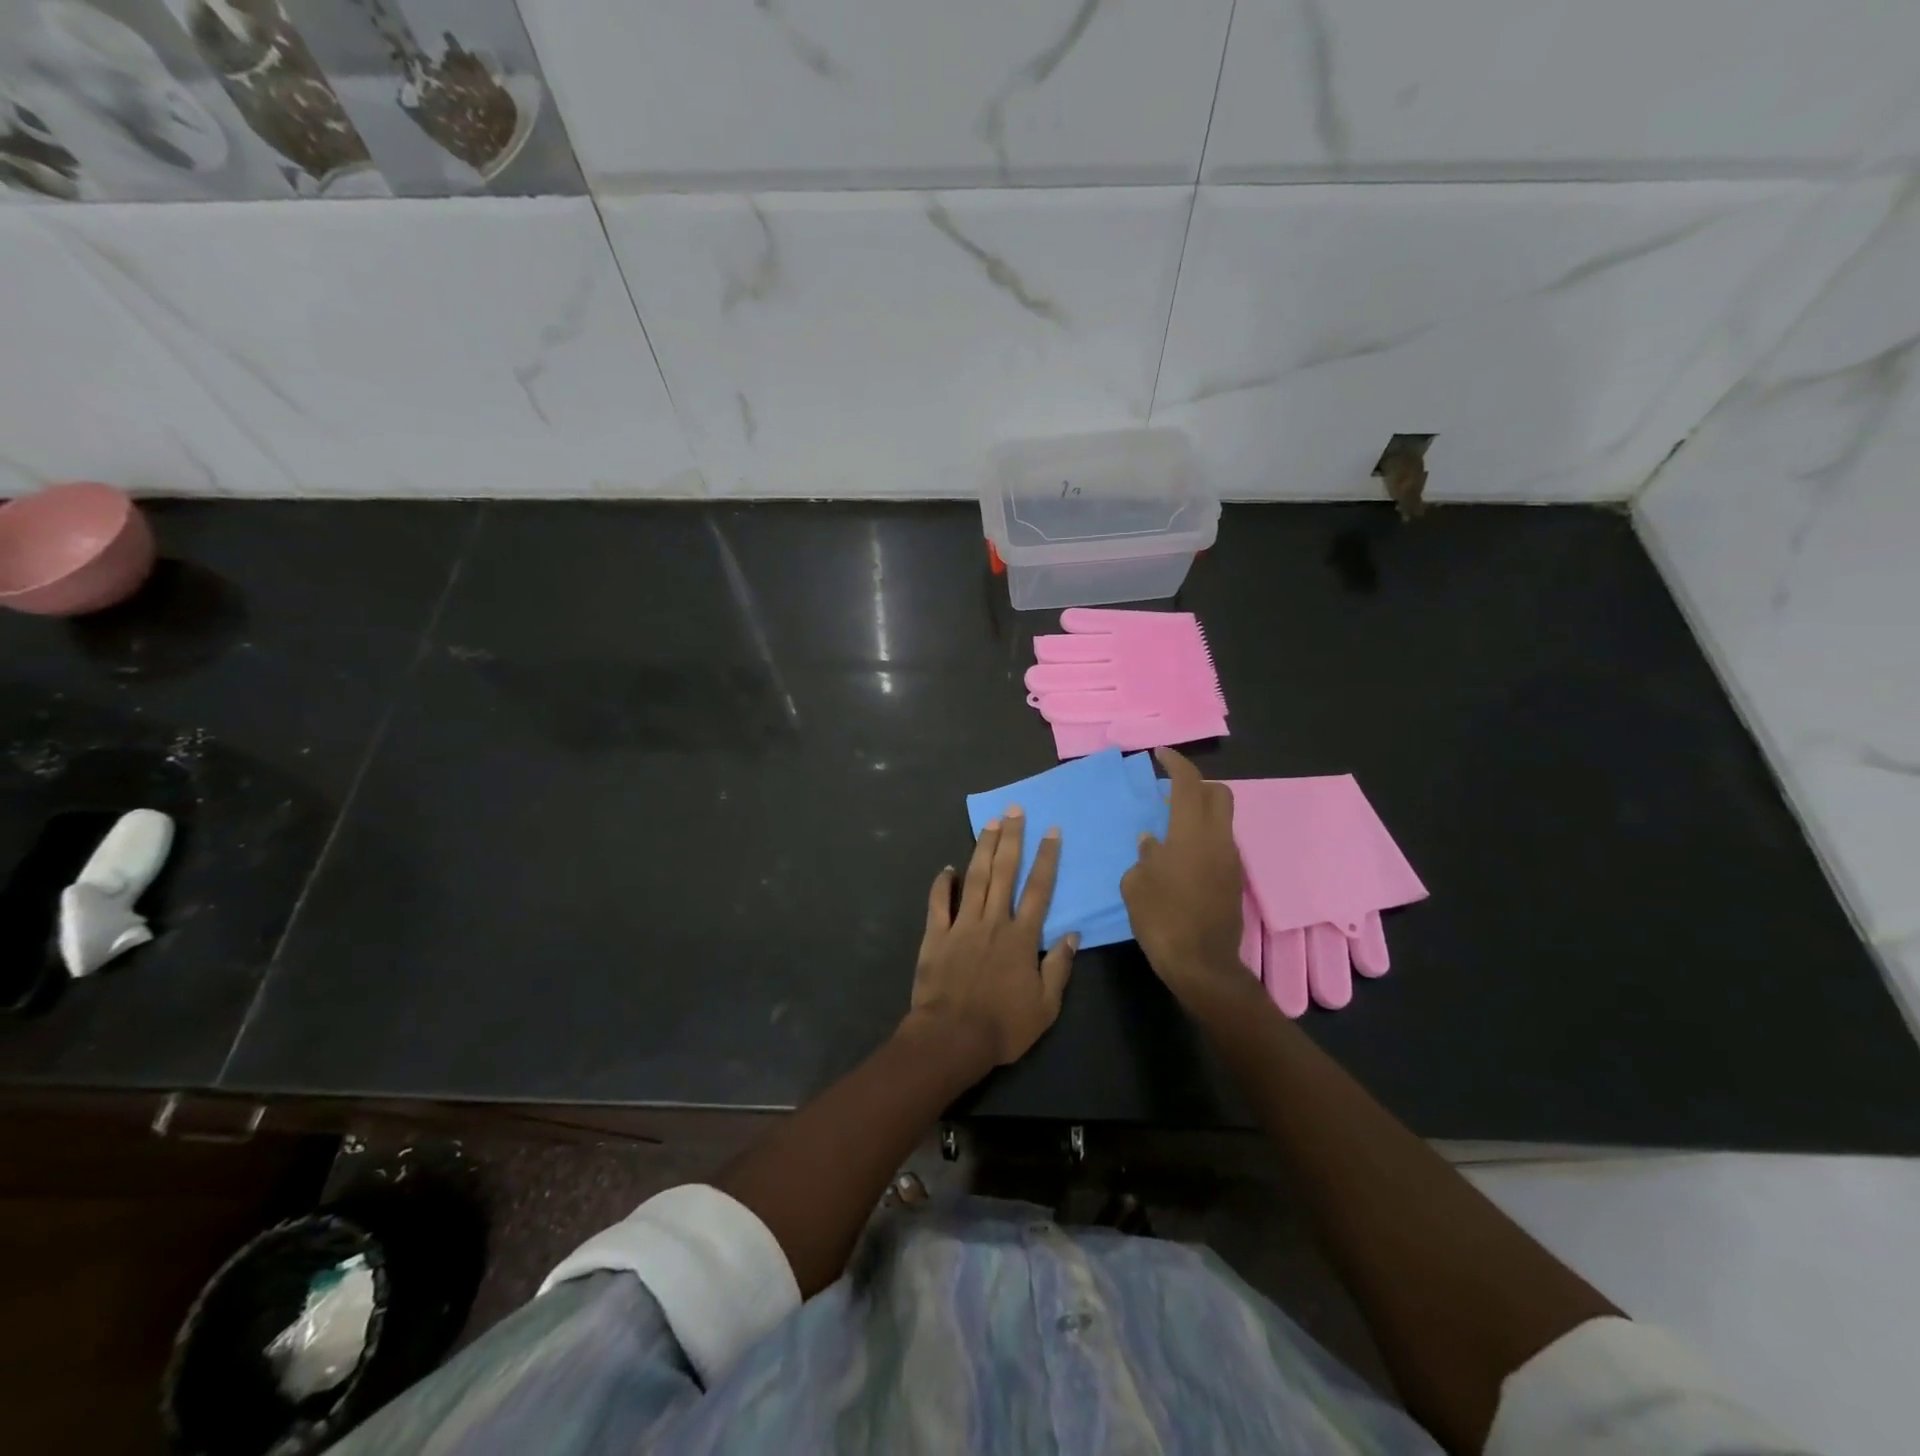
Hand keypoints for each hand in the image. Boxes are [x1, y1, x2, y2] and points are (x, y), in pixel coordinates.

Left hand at [908, 809, 1077, 1067]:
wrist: (952, 1038)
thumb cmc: (1003, 1026)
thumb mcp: (1046, 1006)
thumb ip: (1059, 967)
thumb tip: (1073, 935)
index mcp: (1022, 937)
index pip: (1039, 889)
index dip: (1046, 858)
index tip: (1051, 831)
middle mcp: (993, 921)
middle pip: (1004, 872)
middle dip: (1011, 838)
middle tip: (1014, 810)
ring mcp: (962, 925)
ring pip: (975, 878)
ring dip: (983, 848)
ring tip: (990, 823)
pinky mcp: (936, 934)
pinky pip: (939, 902)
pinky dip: (943, 883)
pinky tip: (947, 868)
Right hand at [1121, 748, 1248, 1003]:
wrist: (1202, 964)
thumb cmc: (1161, 919)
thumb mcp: (1136, 884)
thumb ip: (1144, 855)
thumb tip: (1152, 842)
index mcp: (1191, 834)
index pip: (1189, 784)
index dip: (1176, 763)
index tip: (1160, 754)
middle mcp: (1217, 840)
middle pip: (1218, 794)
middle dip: (1196, 784)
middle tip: (1170, 790)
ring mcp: (1230, 860)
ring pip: (1221, 820)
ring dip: (1199, 812)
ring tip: (1170, 825)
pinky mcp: (1233, 880)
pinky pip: (1220, 843)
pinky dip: (1202, 836)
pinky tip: (1179, 855)